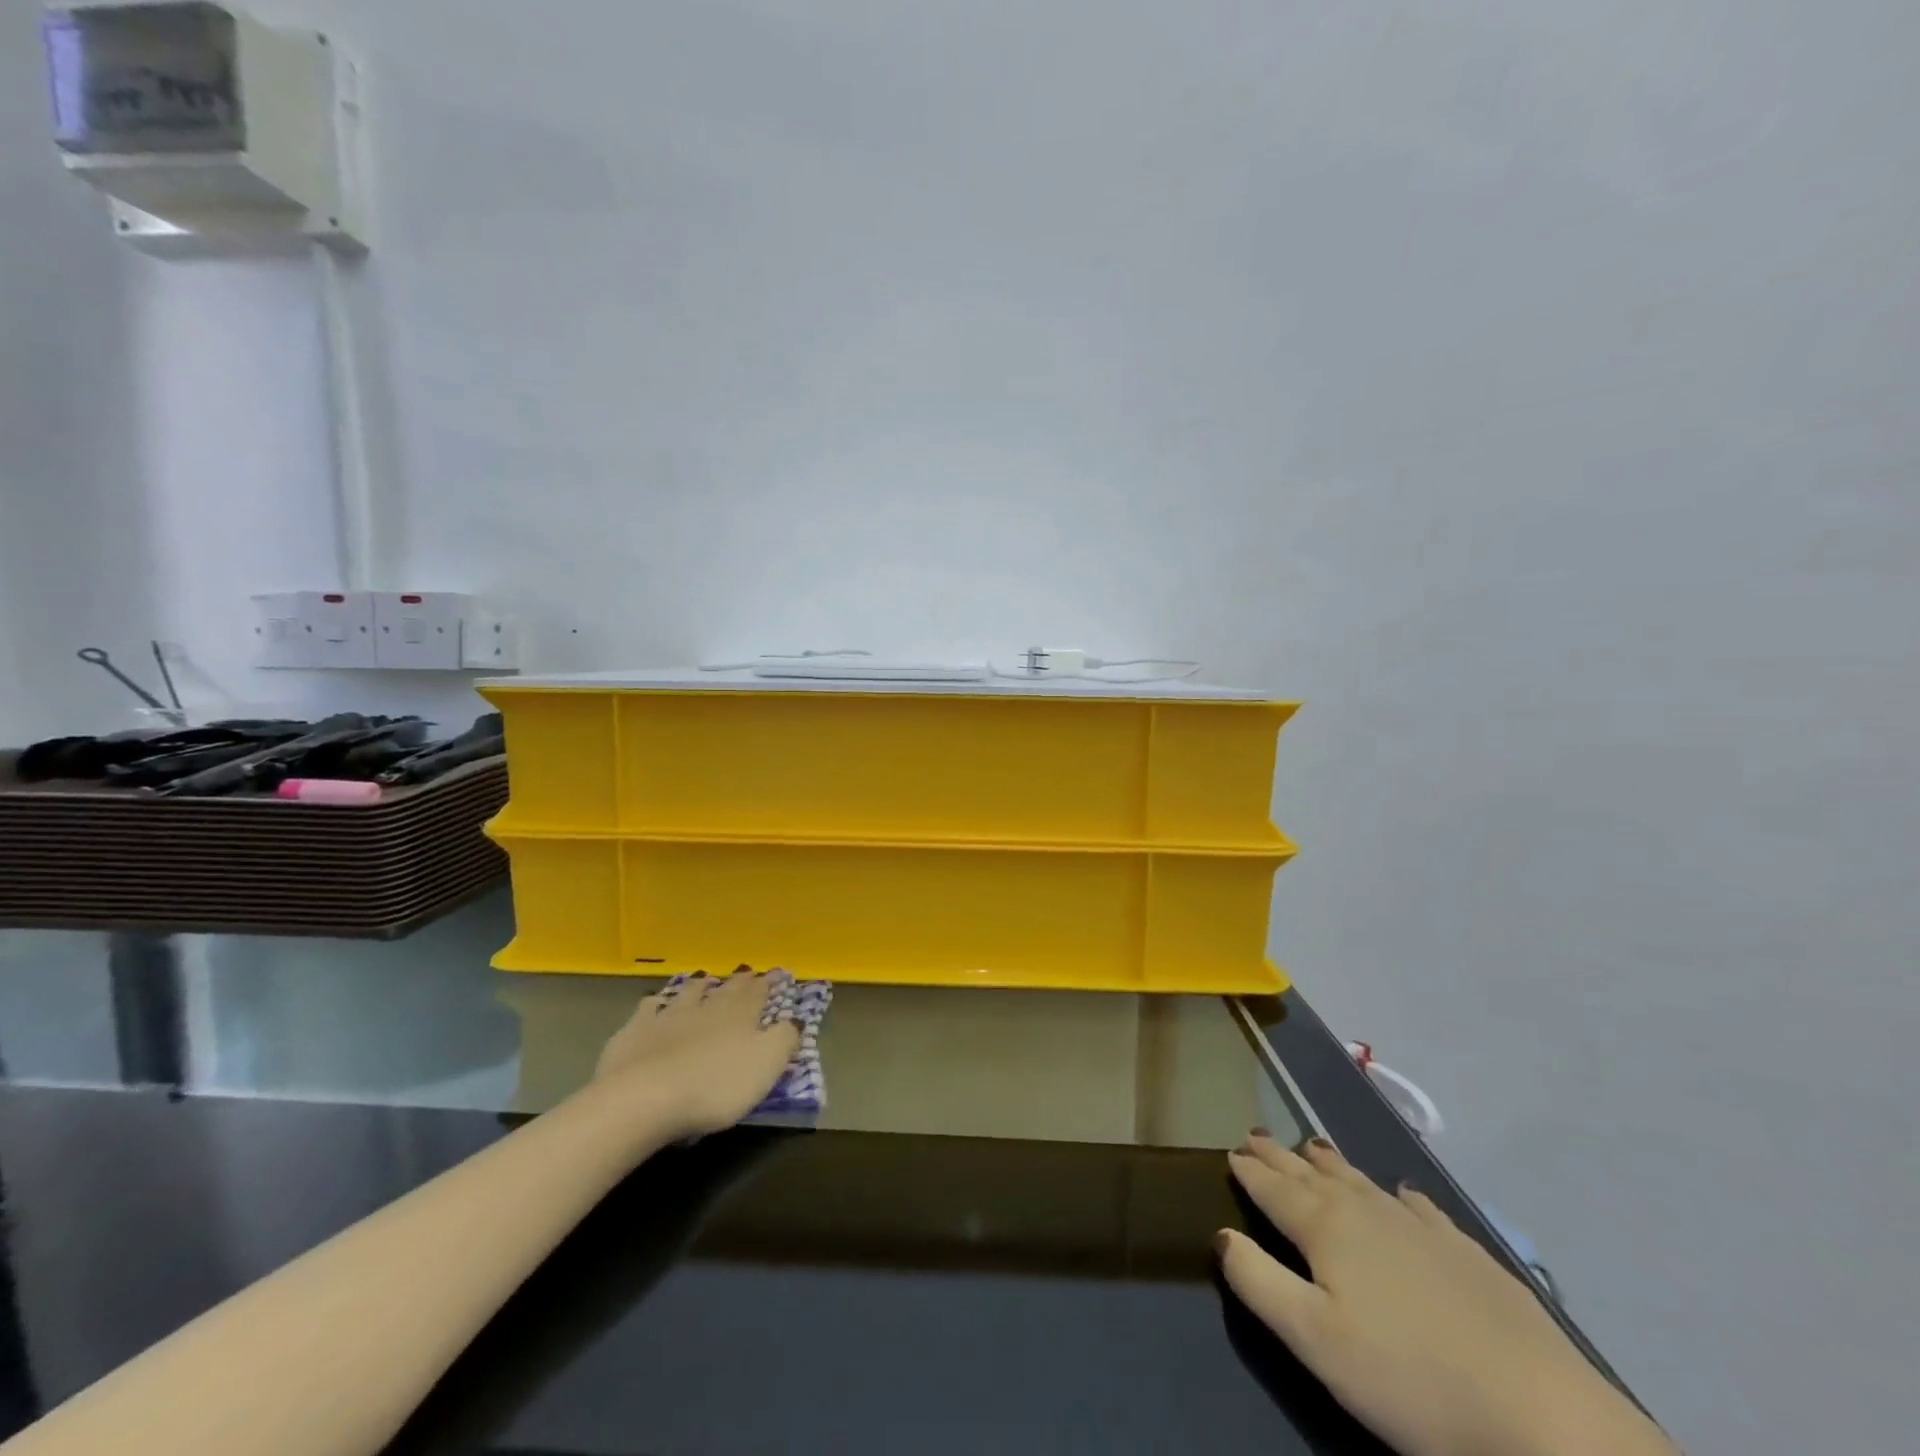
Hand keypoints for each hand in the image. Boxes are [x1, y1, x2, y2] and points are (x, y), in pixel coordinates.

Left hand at [592, 969, 800, 1140]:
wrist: (642, 1098)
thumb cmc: (715, 1085)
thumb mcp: (766, 1065)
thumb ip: (784, 1040)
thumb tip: (794, 1020)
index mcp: (740, 1015)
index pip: (759, 993)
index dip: (770, 983)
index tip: (778, 973)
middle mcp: (706, 1008)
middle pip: (726, 990)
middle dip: (739, 981)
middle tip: (747, 971)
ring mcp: (668, 1016)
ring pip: (687, 994)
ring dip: (698, 985)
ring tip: (704, 978)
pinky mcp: (634, 1032)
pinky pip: (649, 1009)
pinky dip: (655, 1004)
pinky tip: (654, 1003)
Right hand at [1217, 1134, 1677, 1455]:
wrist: (1542, 1416)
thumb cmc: (1409, 1380)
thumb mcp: (1315, 1341)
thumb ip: (1259, 1282)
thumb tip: (1222, 1234)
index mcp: (1326, 1228)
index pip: (1274, 1188)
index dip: (1249, 1169)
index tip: (1230, 1151)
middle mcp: (1366, 1212)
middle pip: (1311, 1175)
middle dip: (1280, 1156)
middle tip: (1255, 1136)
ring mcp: (1420, 1228)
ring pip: (1360, 1182)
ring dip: (1329, 1164)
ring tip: (1312, 1147)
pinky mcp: (1465, 1251)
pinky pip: (1416, 1207)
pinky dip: (1395, 1195)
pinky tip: (1400, 1195)